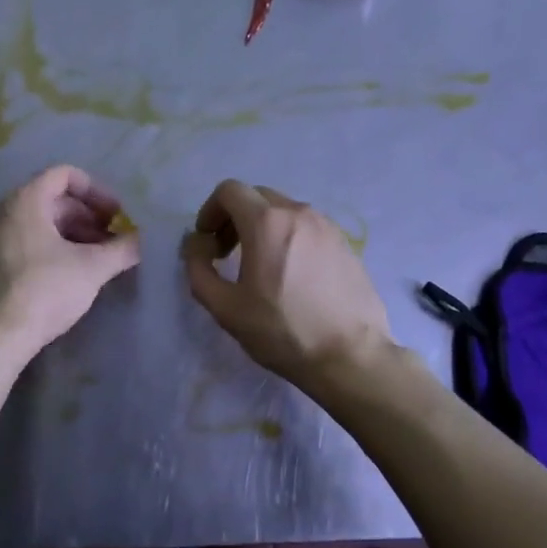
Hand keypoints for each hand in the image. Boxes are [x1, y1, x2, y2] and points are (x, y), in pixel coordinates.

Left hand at [0, 165, 140, 353]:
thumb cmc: (45, 291)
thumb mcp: (93, 268)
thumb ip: (122, 249)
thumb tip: (140, 241)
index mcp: (25, 201)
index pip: (65, 175)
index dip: (97, 191)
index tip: (116, 215)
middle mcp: (5, 211)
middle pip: (55, 200)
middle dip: (89, 217)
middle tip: (114, 240)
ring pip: (43, 222)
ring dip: (75, 233)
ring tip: (100, 258)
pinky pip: (29, 240)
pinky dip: (55, 246)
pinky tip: (74, 272)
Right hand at [181, 179, 393, 389]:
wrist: (350, 357)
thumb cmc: (283, 332)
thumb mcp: (226, 308)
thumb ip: (199, 269)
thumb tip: (196, 244)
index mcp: (267, 222)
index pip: (229, 190)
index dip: (210, 210)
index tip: (207, 240)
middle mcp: (298, 213)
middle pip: (257, 196)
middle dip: (234, 217)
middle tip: (227, 253)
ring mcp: (327, 225)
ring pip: (284, 210)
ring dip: (263, 226)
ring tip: (260, 265)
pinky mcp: (345, 243)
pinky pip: (308, 226)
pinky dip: (289, 236)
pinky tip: (292, 273)